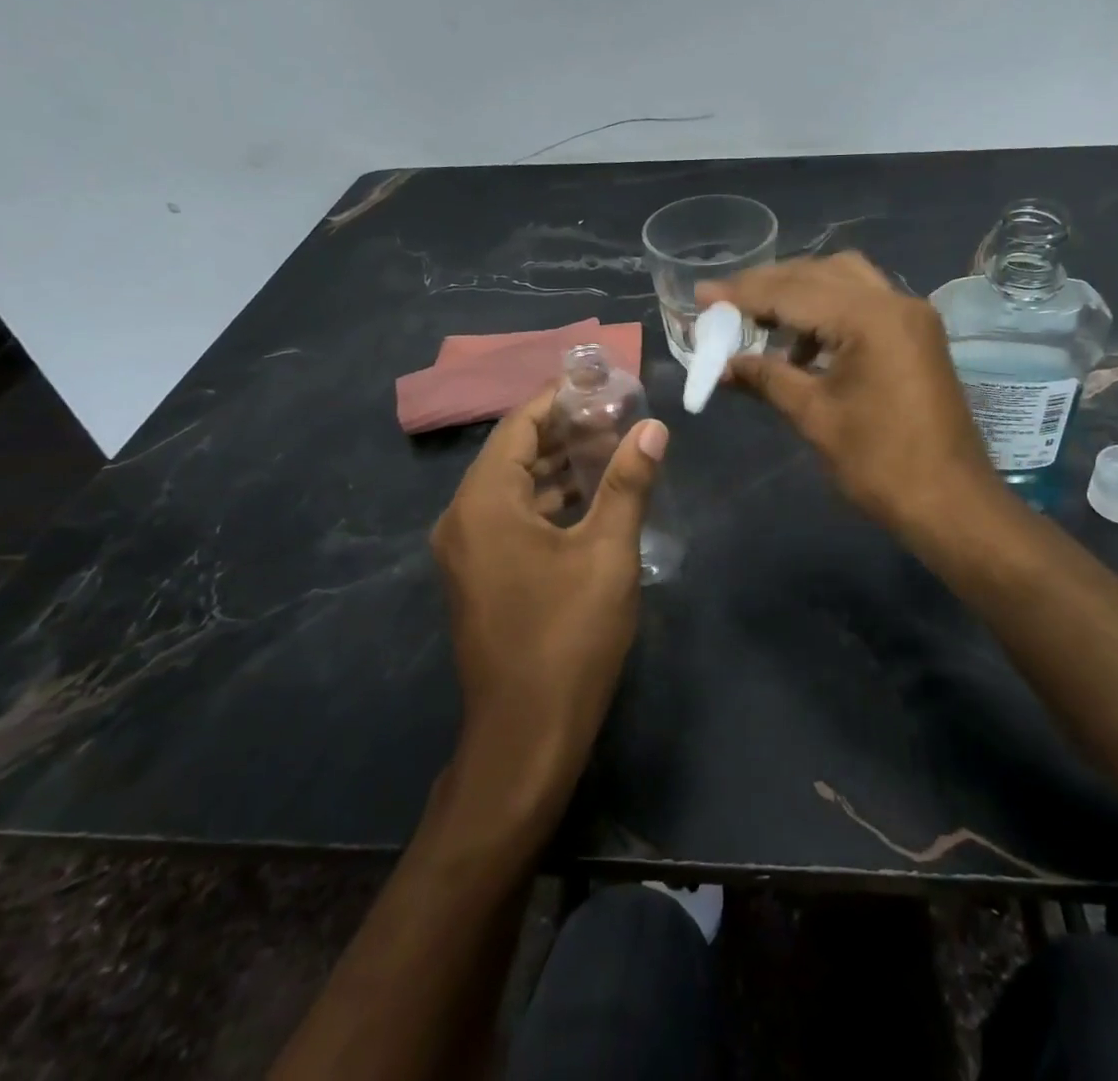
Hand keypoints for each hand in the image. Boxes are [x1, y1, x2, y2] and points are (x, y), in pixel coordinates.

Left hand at [430, 387, 667, 798]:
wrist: (527, 736)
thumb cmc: (568, 636)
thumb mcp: (607, 552)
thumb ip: (628, 483)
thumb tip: (654, 428)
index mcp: (484, 502)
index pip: (519, 426)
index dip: (559, 399)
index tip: (602, 382)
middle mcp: (463, 519)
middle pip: (514, 454)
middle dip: (564, 432)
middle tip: (618, 414)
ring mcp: (468, 551)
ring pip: (514, 488)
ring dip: (559, 468)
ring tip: (614, 449)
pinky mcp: (481, 577)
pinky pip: (512, 519)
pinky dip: (549, 502)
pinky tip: (592, 499)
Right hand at [700, 252, 995, 534]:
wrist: (951, 502)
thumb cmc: (880, 464)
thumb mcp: (814, 416)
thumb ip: (767, 378)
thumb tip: (723, 365)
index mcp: (870, 318)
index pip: (792, 291)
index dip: (742, 294)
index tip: (702, 294)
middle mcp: (895, 302)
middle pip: (820, 273)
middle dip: (769, 285)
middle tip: (726, 304)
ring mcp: (912, 317)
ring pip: (845, 281)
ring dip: (800, 294)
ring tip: (760, 324)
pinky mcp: (917, 336)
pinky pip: (865, 304)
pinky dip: (828, 312)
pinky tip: (803, 347)